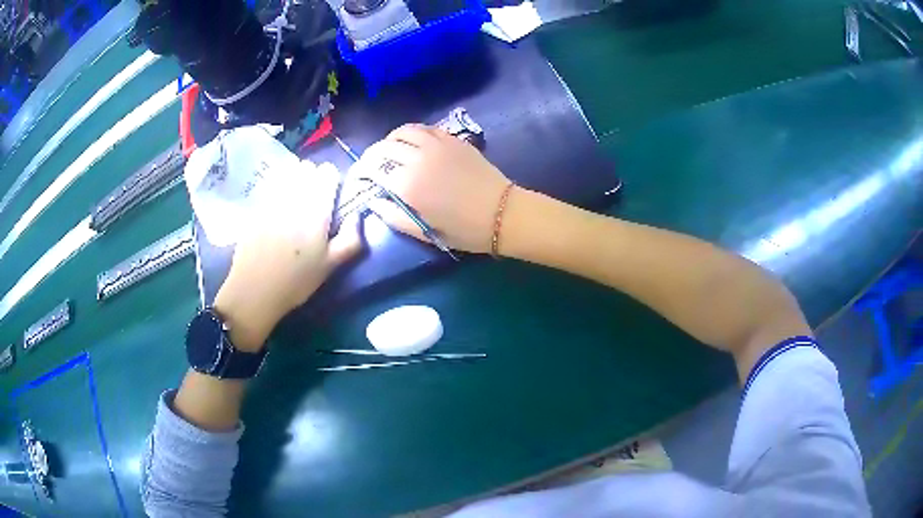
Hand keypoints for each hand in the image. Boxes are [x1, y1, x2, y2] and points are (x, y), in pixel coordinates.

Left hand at [213, 161, 361, 350]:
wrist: (254, 290)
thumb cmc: (296, 281)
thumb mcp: (331, 266)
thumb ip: (351, 239)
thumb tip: (358, 216)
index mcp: (316, 210)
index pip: (328, 174)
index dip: (332, 180)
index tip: (332, 194)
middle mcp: (294, 197)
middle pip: (307, 169)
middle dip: (313, 177)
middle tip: (314, 196)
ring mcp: (272, 199)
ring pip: (287, 173)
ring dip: (295, 178)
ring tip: (296, 195)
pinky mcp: (255, 206)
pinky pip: (270, 184)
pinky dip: (277, 186)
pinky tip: (278, 201)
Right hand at [358, 124, 511, 253]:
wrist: (502, 213)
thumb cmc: (463, 229)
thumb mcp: (424, 232)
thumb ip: (393, 217)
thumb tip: (374, 202)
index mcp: (408, 185)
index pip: (372, 170)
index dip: (360, 173)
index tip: (358, 179)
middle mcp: (417, 159)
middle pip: (382, 149)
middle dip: (370, 157)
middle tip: (370, 167)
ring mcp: (436, 145)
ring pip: (402, 132)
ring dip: (389, 141)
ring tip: (388, 152)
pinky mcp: (451, 139)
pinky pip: (423, 128)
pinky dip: (410, 133)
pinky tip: (412, 144)